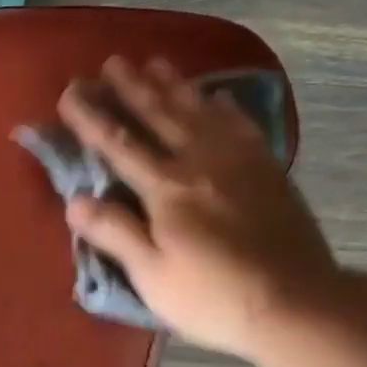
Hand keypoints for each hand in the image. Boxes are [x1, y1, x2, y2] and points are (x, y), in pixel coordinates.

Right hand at [57, 54, 345, 359]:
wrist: (296, 304)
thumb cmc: (212, 296)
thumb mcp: (152, 274)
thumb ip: (114, 233)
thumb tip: (74, 200)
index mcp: (166, 189)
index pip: (119, 145)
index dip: (91, 118)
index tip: (70, 93)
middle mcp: (201, 162)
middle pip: (160, 116)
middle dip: (132, 88)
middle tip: (112, 62)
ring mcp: (239, 163)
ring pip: (200, 112)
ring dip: (174, 86)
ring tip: (156, 62)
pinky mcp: (268, 171)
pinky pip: (242, 126)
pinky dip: (225, 108)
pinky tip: (218, 98)